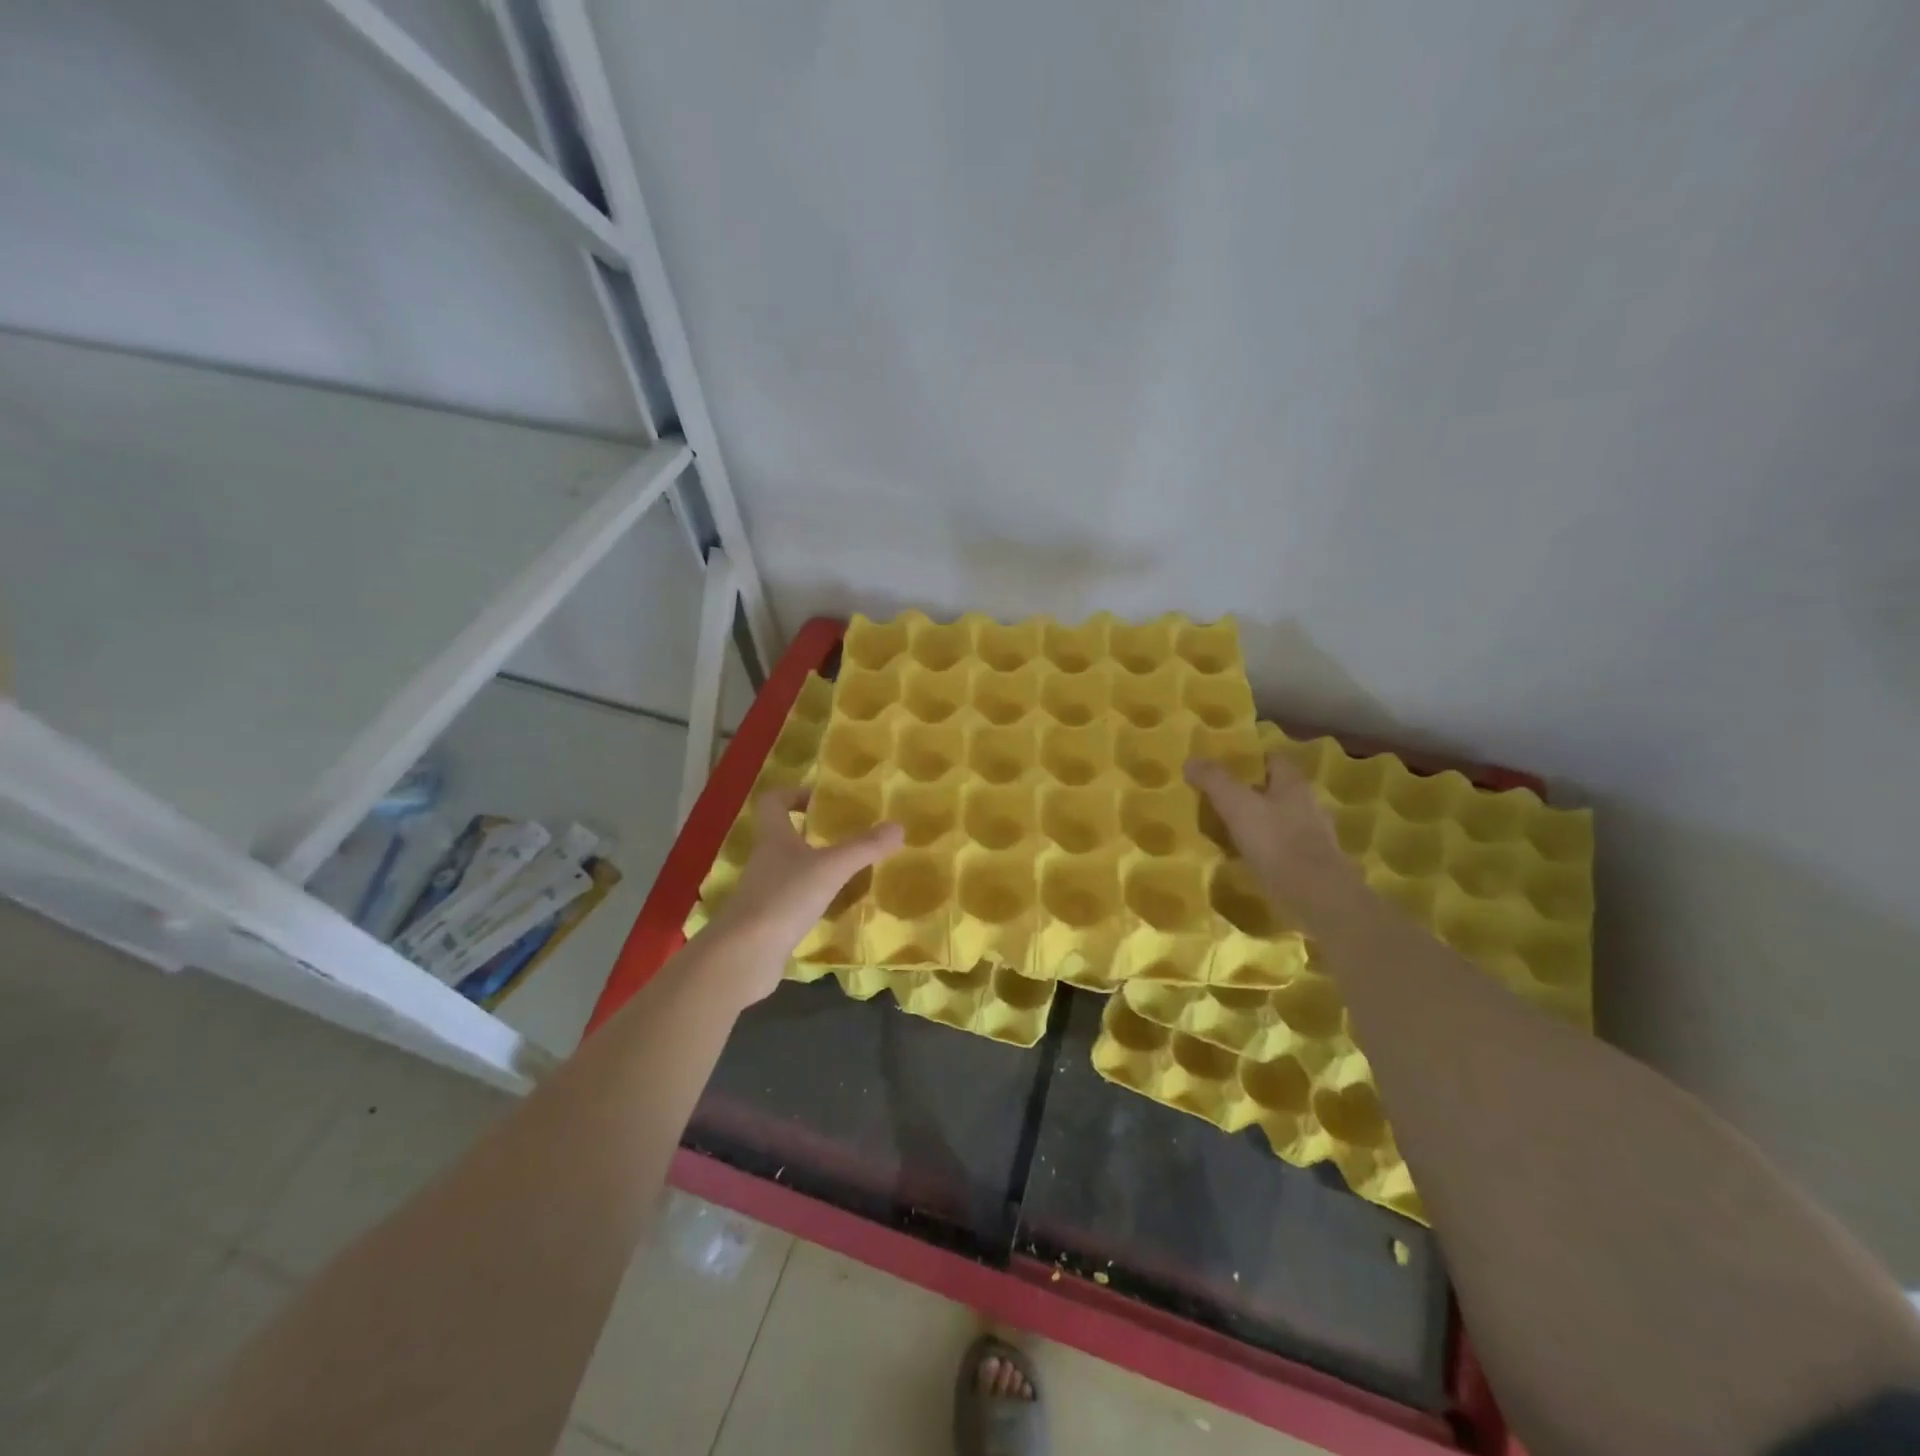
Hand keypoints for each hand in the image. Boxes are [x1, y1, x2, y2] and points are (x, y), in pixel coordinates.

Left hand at [705, 787, 903, 1002]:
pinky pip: (794, 902)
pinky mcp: (768, 921)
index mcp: (773, 837)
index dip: (794, 794)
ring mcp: (764, 893)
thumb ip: (865, 847)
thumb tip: (898, 826)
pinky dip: (815, 901)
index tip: (822, 801)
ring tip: (851, 871)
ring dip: (817, 868)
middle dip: (814, 833)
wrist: (744, 956)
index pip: (773, 801)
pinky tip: (838, 908)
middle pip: (785, 836)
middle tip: (848, 836)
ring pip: (792, 870)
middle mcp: (765, 860)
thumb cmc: (784, 899)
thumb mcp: (831, 868)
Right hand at [1184, 753, 1365, 930]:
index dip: (1252, 760)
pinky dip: (1264, 851)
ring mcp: (1312, 836)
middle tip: (1220, 800)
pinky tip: (1244, 859)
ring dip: (1258, 823)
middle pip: (1277, 790)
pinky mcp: (1310, 865)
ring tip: (1227, 831)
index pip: (1274, 759)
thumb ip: (1214, 780)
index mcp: (1293, 783)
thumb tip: (1190, 760)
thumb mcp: (1236, 804)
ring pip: (1279, 820)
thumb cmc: (1275, 840)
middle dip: (1252, 793)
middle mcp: (1307, 804)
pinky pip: (1282, 849)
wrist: (1315, 895)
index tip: (1227, 767)